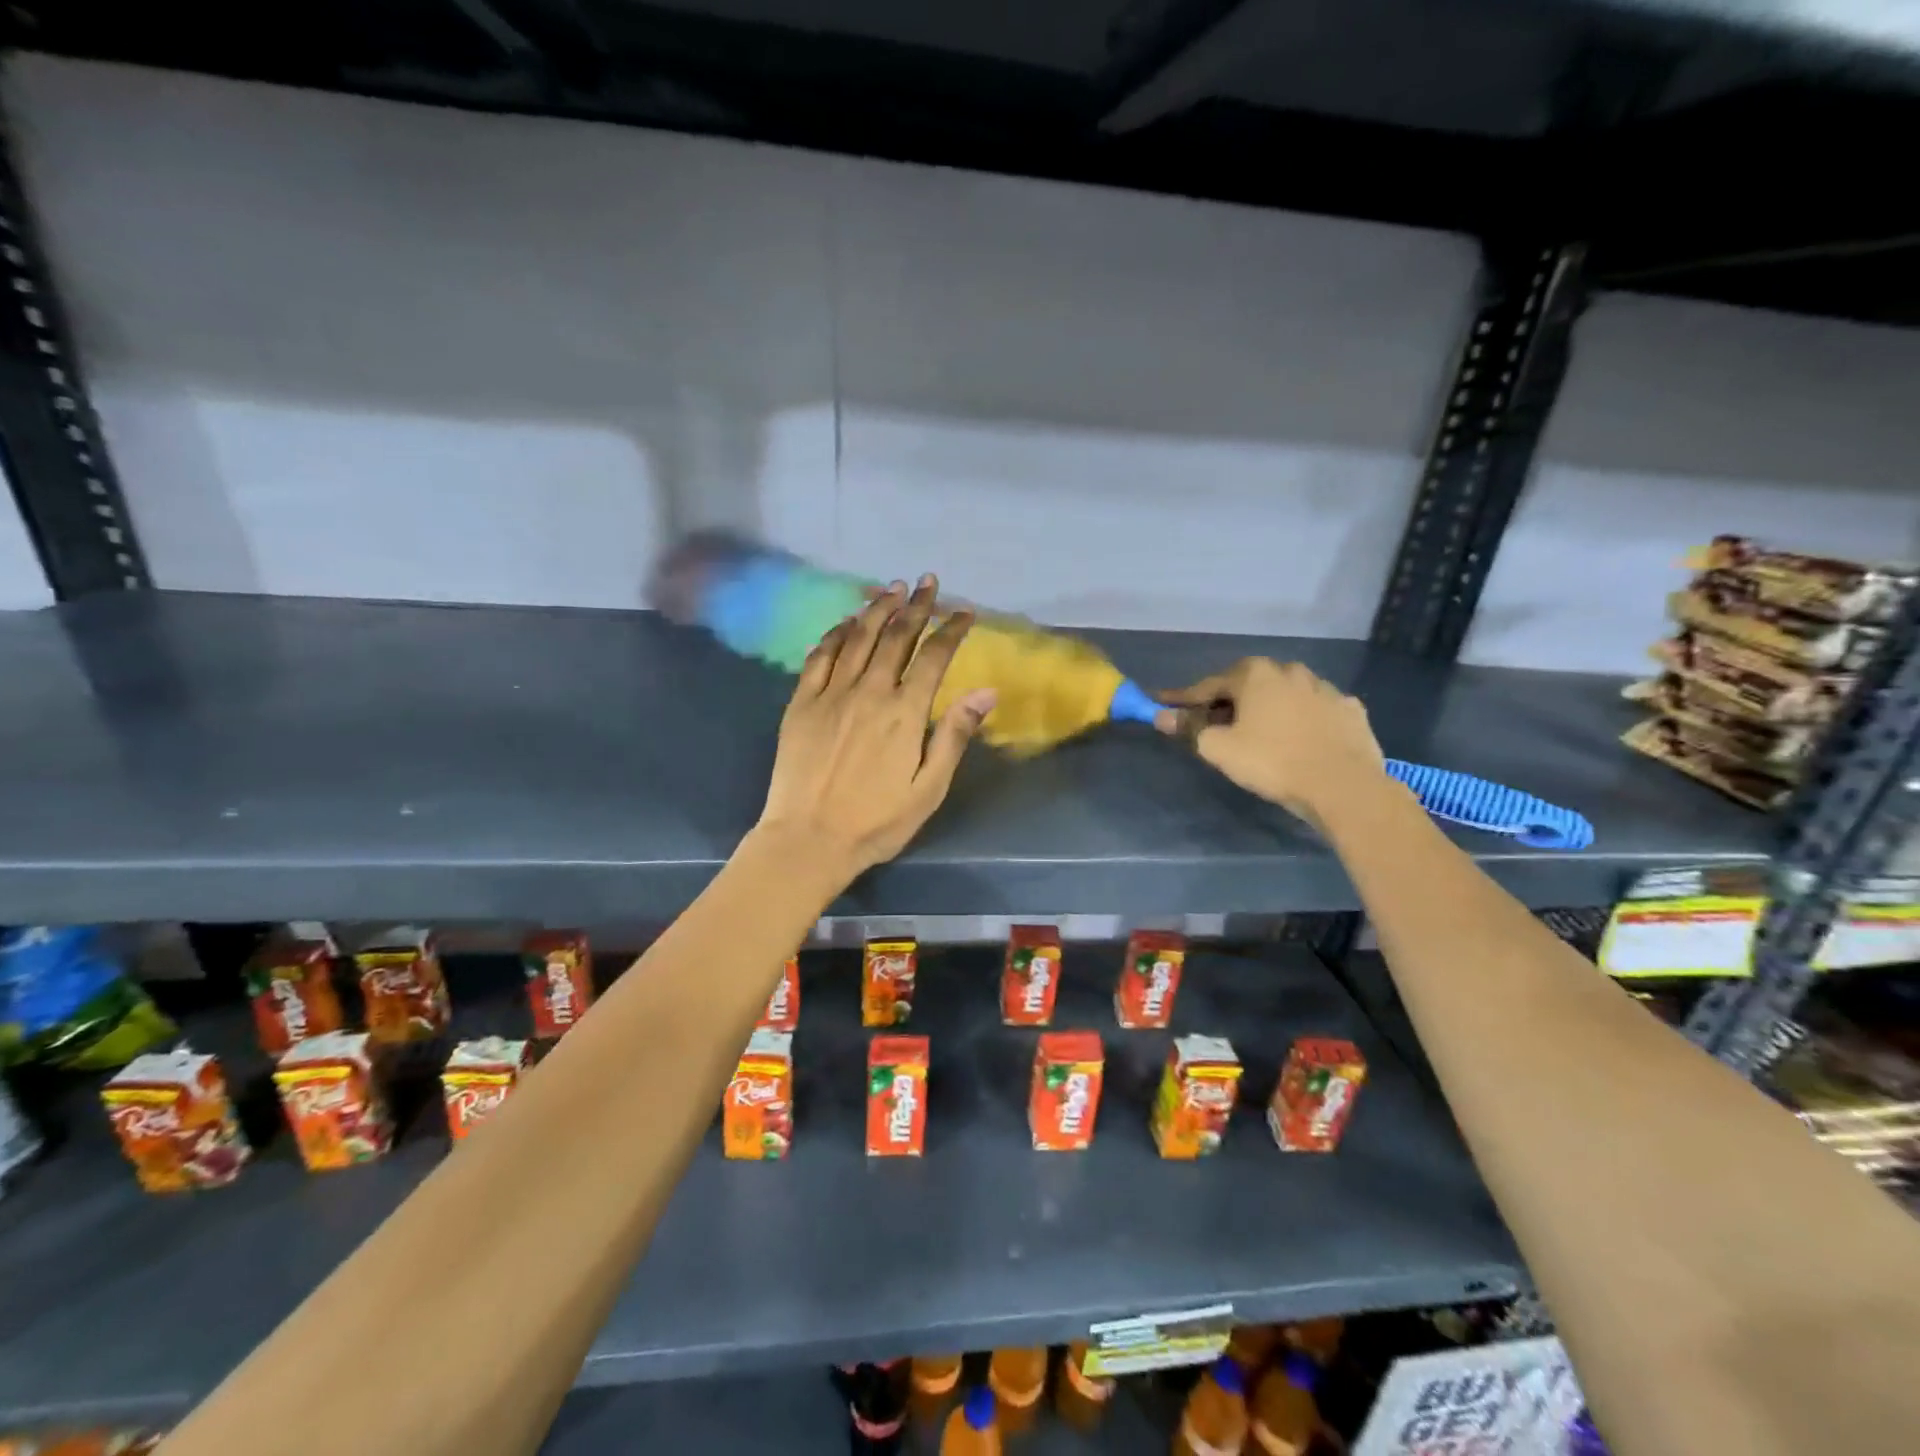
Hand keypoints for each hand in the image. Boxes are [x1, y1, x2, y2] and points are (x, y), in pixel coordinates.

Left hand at [758, 574, 996, 877]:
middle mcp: (869, 692)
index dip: (951, 629)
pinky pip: (819, 656)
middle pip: (895, 637)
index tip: (965, 611)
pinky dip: (835, 633)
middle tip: (928, 582)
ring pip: (857, 638)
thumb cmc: (877, 822)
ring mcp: (831, 694)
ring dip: (877, 609)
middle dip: (916, 606)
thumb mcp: (928, 788)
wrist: (809, 839)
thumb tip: (986, 691)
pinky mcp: (801, 703)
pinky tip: (845, 621)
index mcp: (904, 713)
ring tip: (892, 588)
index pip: (933, 656)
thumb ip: (954, 735)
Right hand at [1157, 658, 1385, 823]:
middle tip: (1213, 723)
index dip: (1183, 698)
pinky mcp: (1350, 709)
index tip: (1164, 705)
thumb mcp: (1219, 748)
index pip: (1208, 685)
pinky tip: (1298, 737)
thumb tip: (1162, 716)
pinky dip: (1301, 719)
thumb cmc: (1271, 761)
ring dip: (1267, 707)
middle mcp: (1290, 671)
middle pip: (1248, 684)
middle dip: (1228, 701)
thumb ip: (1190, 728)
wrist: (1343, 785)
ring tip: (1258, 731)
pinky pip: (1315, 709)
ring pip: (1285, 694)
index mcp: (1255, 674)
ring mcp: (1325, 688)